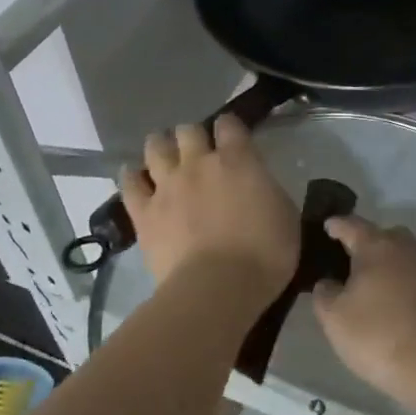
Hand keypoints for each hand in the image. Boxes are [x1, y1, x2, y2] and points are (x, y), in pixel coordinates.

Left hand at [120, 115, 296, 304]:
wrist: (217, 290)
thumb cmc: (264, 255)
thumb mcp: (285, 216)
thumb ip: (267, 191)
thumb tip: (258, 186)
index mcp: (238, 160)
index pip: (229, 124)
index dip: (230, 127)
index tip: (233, 137)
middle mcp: (199, 163)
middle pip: (188, 130)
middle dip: (192, 136)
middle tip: (198, 152)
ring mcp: (168, 185)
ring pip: (156, 147)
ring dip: (161, 147)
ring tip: (165, 156)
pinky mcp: (144, 212)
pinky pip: (130, 184)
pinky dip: (133, 177)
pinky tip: (135, 177)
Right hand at [313, 216, 415, 411]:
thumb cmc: (380, 335)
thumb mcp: (335, 319)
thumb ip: (325, 295)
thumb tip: (329, 283)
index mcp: (377, 246)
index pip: (352, 225)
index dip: (337, 225)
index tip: (328, 225)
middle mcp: (407, 249)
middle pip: (385, 236)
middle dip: (369, 244)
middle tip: (352, 261)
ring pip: (406, 259)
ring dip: (391, 268)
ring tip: (375, 289)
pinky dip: (407, 288)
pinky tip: (399, 309)